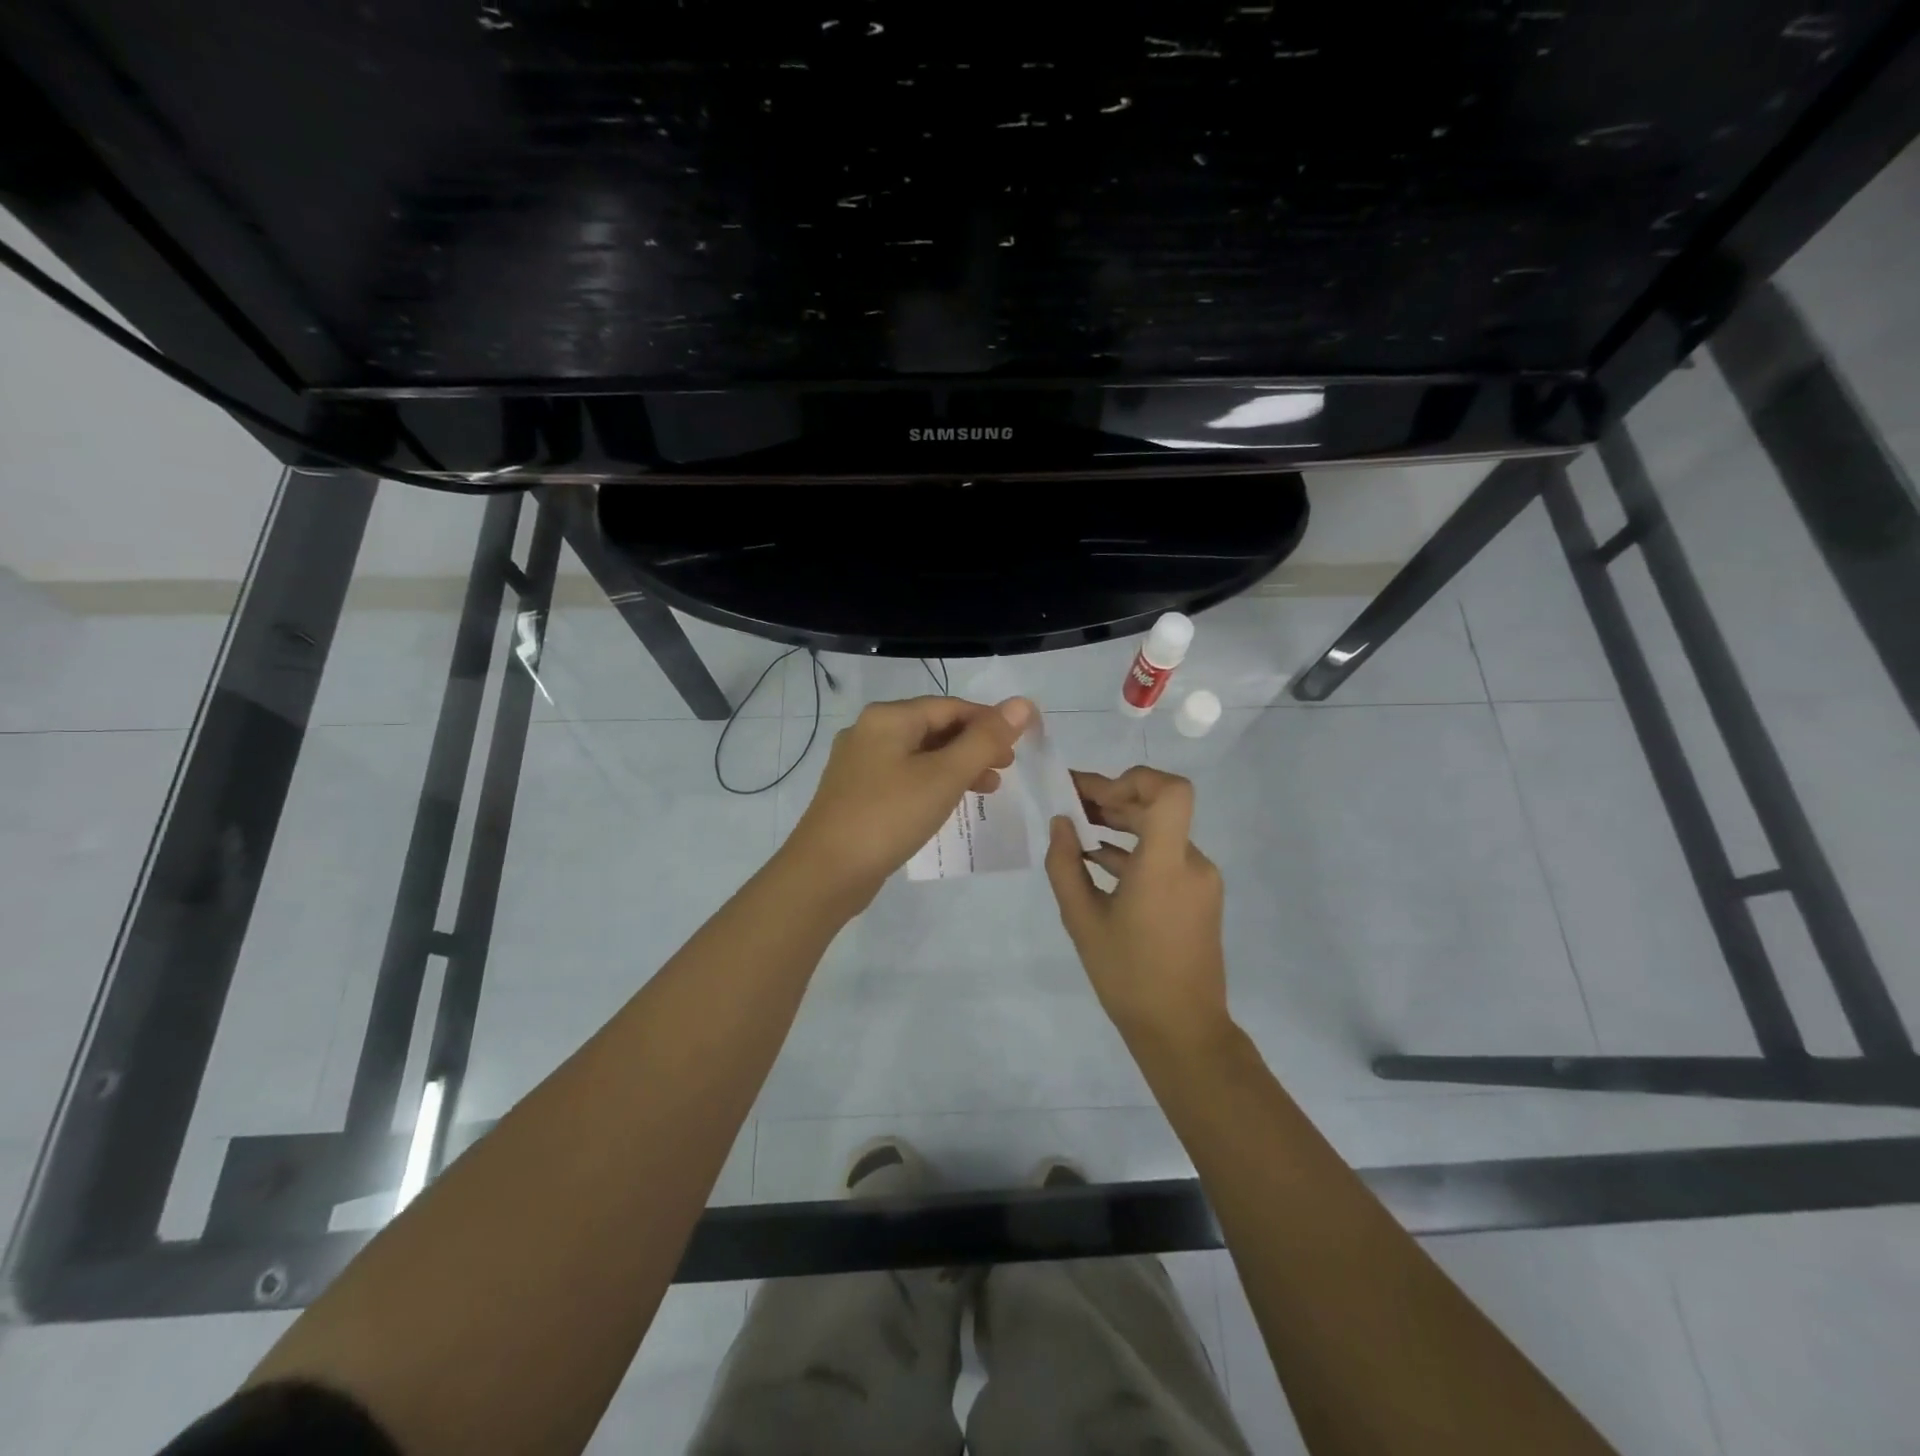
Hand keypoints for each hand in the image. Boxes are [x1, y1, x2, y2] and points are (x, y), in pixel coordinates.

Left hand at [785, 695, 1033, 908]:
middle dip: (975, 745)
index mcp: (888, 717)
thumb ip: (985, 740)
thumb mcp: (944, 776)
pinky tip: (950, 802)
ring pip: (921, 754)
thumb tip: (1022, 704)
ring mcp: (860, 763)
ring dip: (957, 766)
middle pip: (935, 727)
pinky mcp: (858, 792)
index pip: (951, 706)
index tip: (1021, 743)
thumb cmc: (889, 816)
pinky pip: (905, 776)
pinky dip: (933, 783)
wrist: (826, 872)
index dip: (990, 721)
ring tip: (989, 788)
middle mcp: (870, 731)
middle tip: (1007, 767)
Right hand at [1044, 766, 1230, 1049]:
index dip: (1135, 780)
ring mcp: (1199, 879)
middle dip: (1111, 798)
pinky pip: (1165, 857)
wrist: (1182, 1030)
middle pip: (1157, 807)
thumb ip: (1065, 866)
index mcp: (1165, 864)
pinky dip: (1133, 850)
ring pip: (1160, 831)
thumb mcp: (1082, 920)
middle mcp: (1191, 862)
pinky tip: (1097, 859)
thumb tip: (1061, 824)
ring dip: (1120, 823)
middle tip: (1068, 798)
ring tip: (1075, 825)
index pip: (1170, 792)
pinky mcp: (1199, 896)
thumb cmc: (1128, 976)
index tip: (1095, 796)